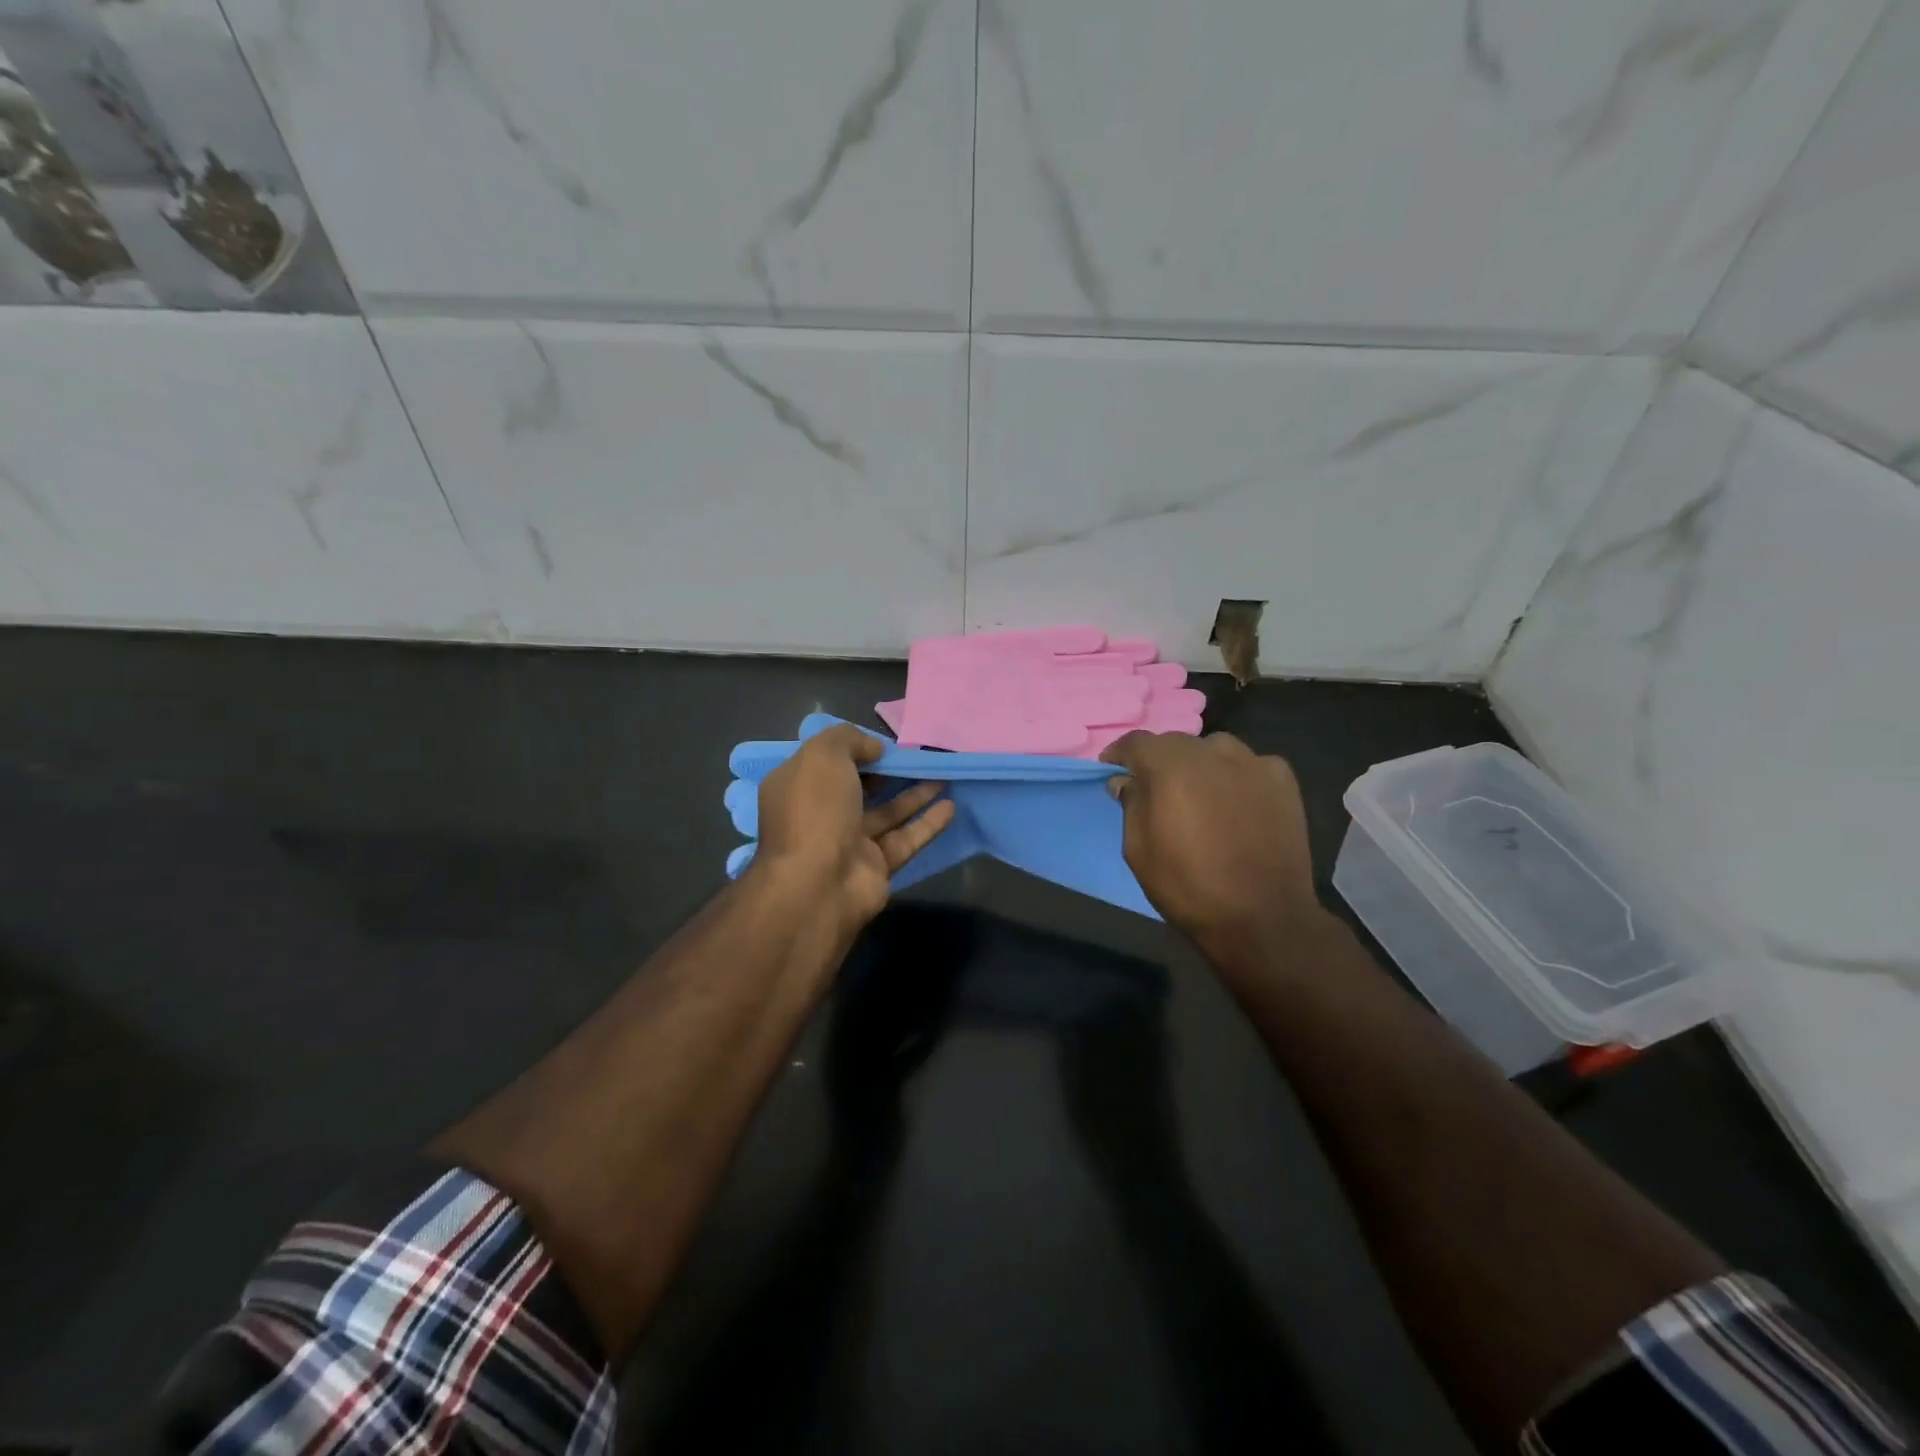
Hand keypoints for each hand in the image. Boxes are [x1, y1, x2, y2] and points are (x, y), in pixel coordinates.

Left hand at [753, 723, 955, 937]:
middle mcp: (820, 815)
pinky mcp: (876, 866)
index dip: (855, 749)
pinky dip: (927, 823)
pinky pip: (905, 839)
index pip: (826, 762)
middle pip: (859, 788)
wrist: (817, 884)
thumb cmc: (814, 810)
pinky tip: (951, 806)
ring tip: (943, 773)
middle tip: (919, 756)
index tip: (884, 742)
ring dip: (914, 794)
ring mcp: (849, 843)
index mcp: (797, 788)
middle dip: (887, 772)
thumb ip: (849, 740)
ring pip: (887, 813)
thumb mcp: (823, 755)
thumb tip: (875, 749)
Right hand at [1101, 732, 1323, 961]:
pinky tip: (1237, 806)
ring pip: (1214, 751)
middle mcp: (1212, 751)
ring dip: (1199, 767)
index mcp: (1171, 765)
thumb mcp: (1138, 850)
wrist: (1263, 918)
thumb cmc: (1188, 886)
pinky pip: (1248, 767)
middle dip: (1160, 763)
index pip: (1136, 743)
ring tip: (1200, 797)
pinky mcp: (1283, 779)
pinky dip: (1236, 778)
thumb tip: (1126, 781)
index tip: (1112, 772)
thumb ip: (1131, 805)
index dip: (1119, 756)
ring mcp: (1253, 762)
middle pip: (1176, 744)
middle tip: (1156, 792)